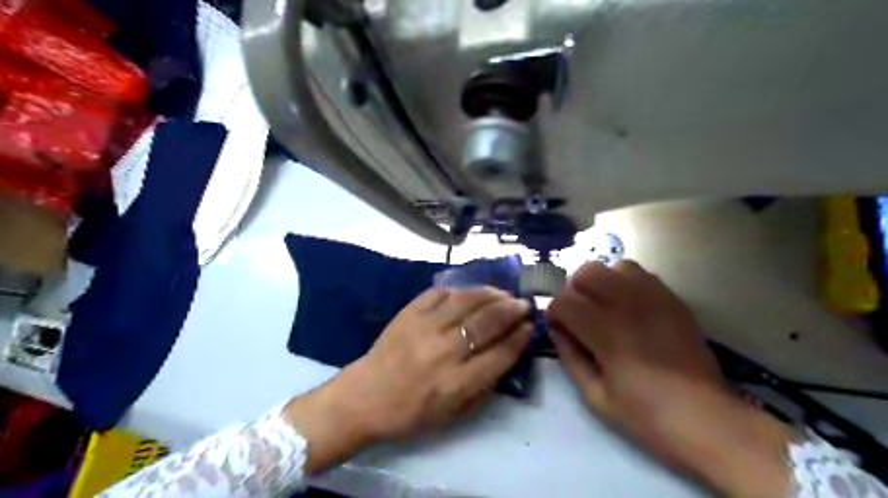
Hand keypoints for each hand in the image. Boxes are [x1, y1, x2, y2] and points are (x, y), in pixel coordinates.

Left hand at [289, 285, 528, 471]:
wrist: (365, 398)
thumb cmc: (411, 413)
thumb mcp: (454, 415)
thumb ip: (484, 387)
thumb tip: (506, 355)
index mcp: (457, 383)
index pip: (500, 353)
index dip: (520, 337)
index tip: (530, 326)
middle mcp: (444, 351)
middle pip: (487, 322)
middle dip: (512, 310)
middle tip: (523, 304)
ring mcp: (424, 328)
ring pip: (466, 301)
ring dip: (490, 294)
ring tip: (502, 293)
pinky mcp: (408, 313)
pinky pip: (439, 293)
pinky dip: (459, 290)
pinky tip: (469, 293)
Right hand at [549, 261, 789, 496]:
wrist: (706, 418)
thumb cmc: (646, 414)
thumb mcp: (595, 396)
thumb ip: (570, 357)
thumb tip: (556, 329)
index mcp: (605, 332)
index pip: (563, 301)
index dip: (553, 313)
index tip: (558, 328)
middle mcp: (627, 305)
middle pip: (586, 272)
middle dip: (574, 290)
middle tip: (579, 314)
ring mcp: (654, 298)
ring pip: (615, 266)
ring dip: (601, 283)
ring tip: (605, 306)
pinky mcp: (673, 300)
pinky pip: (642, 275)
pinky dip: (626, 283)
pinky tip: (629, 306)